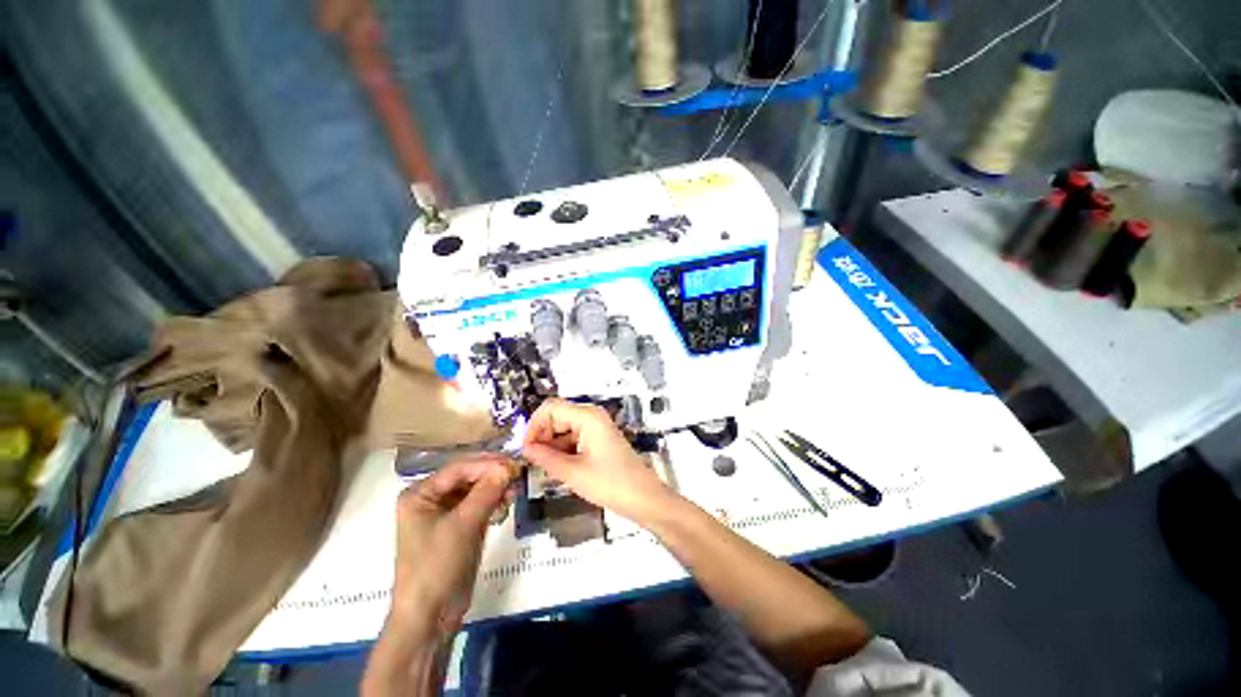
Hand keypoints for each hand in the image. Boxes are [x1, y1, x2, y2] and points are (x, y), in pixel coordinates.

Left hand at [390, 456, 514, 635]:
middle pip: (468, 477)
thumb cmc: (437, 566)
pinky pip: (480, 505)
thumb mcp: (462, 525)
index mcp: (420, 494)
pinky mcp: (459, 526)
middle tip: (518, 474)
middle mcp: (431, 498)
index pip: (459, 468)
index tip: (513, 465)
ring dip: (496, 489)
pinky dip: (494, 503)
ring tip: (514, 493)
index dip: (487, 464)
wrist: (430, 617)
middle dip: (493, 475)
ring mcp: (445, 513)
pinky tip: (505, 507)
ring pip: (476, 490)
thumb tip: (509, 466)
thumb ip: (486, 492)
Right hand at [522, 398, 673, 521]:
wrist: (643, 497)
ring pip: (564, 427)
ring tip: (547, 467)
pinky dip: (564, 448)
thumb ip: (546, 457)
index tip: (526, 450)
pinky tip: (561, 466)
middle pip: (557, 415)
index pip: (550, 408)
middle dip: (542, 436)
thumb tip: (526, 449)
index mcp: (587, 416)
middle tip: (535, 461)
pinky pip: (574, 436)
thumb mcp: (573, 472)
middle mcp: (592, 415)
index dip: (534, 426)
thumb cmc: (609, 483)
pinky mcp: (599, 438)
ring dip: (552, 444)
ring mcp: (597, 426)